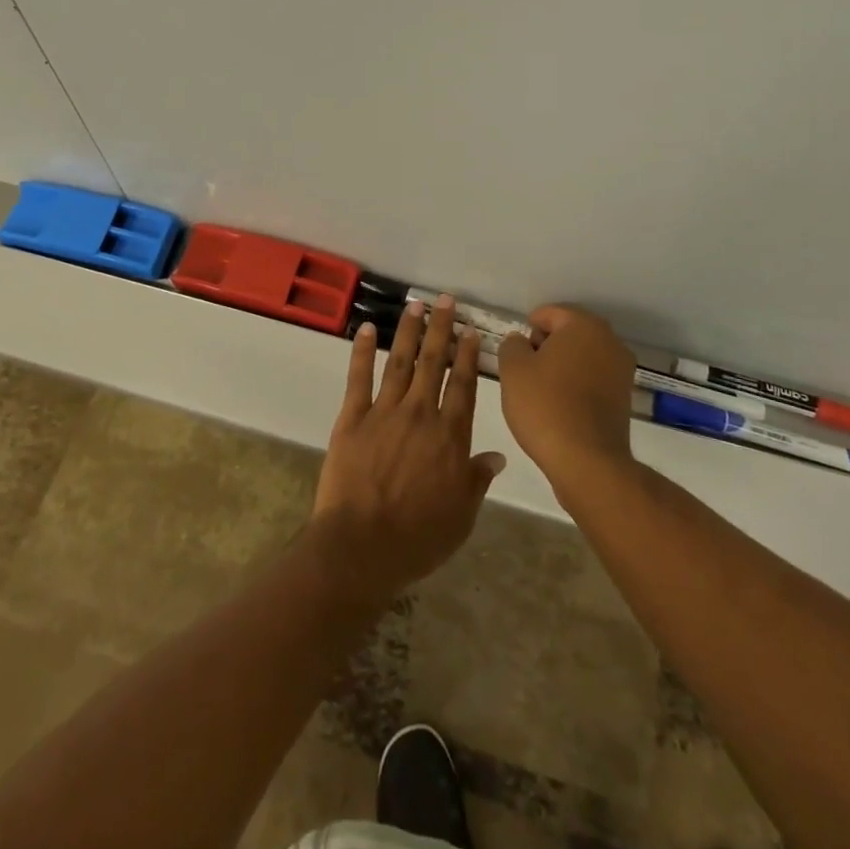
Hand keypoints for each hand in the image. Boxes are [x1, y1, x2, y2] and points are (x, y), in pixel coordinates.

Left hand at [309, 295, 505, 602]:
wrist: (362, 547)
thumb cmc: (418, 538)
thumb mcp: (461, 516)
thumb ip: (477, 480)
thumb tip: (496, 456)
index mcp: (450, 437)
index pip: (463, 386)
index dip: (467, 356)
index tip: (470, 331)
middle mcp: (421, 414)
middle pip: (434, 364)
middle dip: (441, 329)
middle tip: (445, 301)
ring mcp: (384, 412)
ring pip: (401, 362)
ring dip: (409, 332)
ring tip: (415, 305)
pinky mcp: (352, 418)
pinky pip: (359, 378)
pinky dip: (363, 351)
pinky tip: (366, 329)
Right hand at [496, 305, 637, 496]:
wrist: (586, 461)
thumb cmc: (545, 405)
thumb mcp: (513, 369)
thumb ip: (512, 345)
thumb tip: (521, 342)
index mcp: (584, 325)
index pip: (549, 313)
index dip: (527, 330)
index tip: (516, 355)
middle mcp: (610, 341)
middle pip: (568, 333)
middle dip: (545, 347)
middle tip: (525, 372)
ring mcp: (622, 371)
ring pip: (582, 357)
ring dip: (561, 367)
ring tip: (541, 392)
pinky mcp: (625, 398)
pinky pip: (593, 379)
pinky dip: (576, 385)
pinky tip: (560, 407)